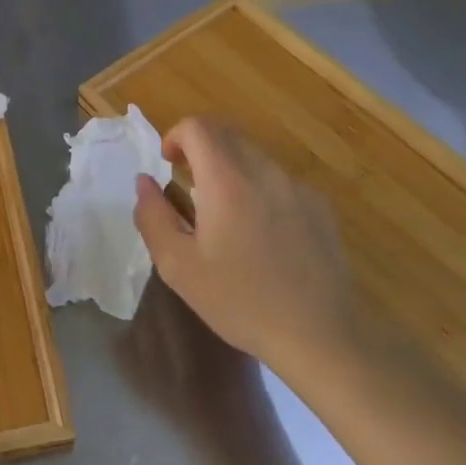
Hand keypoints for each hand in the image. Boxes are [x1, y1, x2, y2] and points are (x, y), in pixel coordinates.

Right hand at [133, 117, 355, 376]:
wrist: (318, 337)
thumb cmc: (239, 301)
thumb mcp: (178, 266)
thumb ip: (153, 216)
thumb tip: (144, 182)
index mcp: (228, 181)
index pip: (199, 127)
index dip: (176, 136)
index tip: (169, 165)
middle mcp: (266, 172)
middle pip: (228, 134)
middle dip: (201, 148)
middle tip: (188, 186)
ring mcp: (298, 188)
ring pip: (255, 156)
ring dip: (230, 169)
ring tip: (224, 215)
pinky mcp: (321, 208)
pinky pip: (280, 181)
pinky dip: (259, 189)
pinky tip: (262, 235)